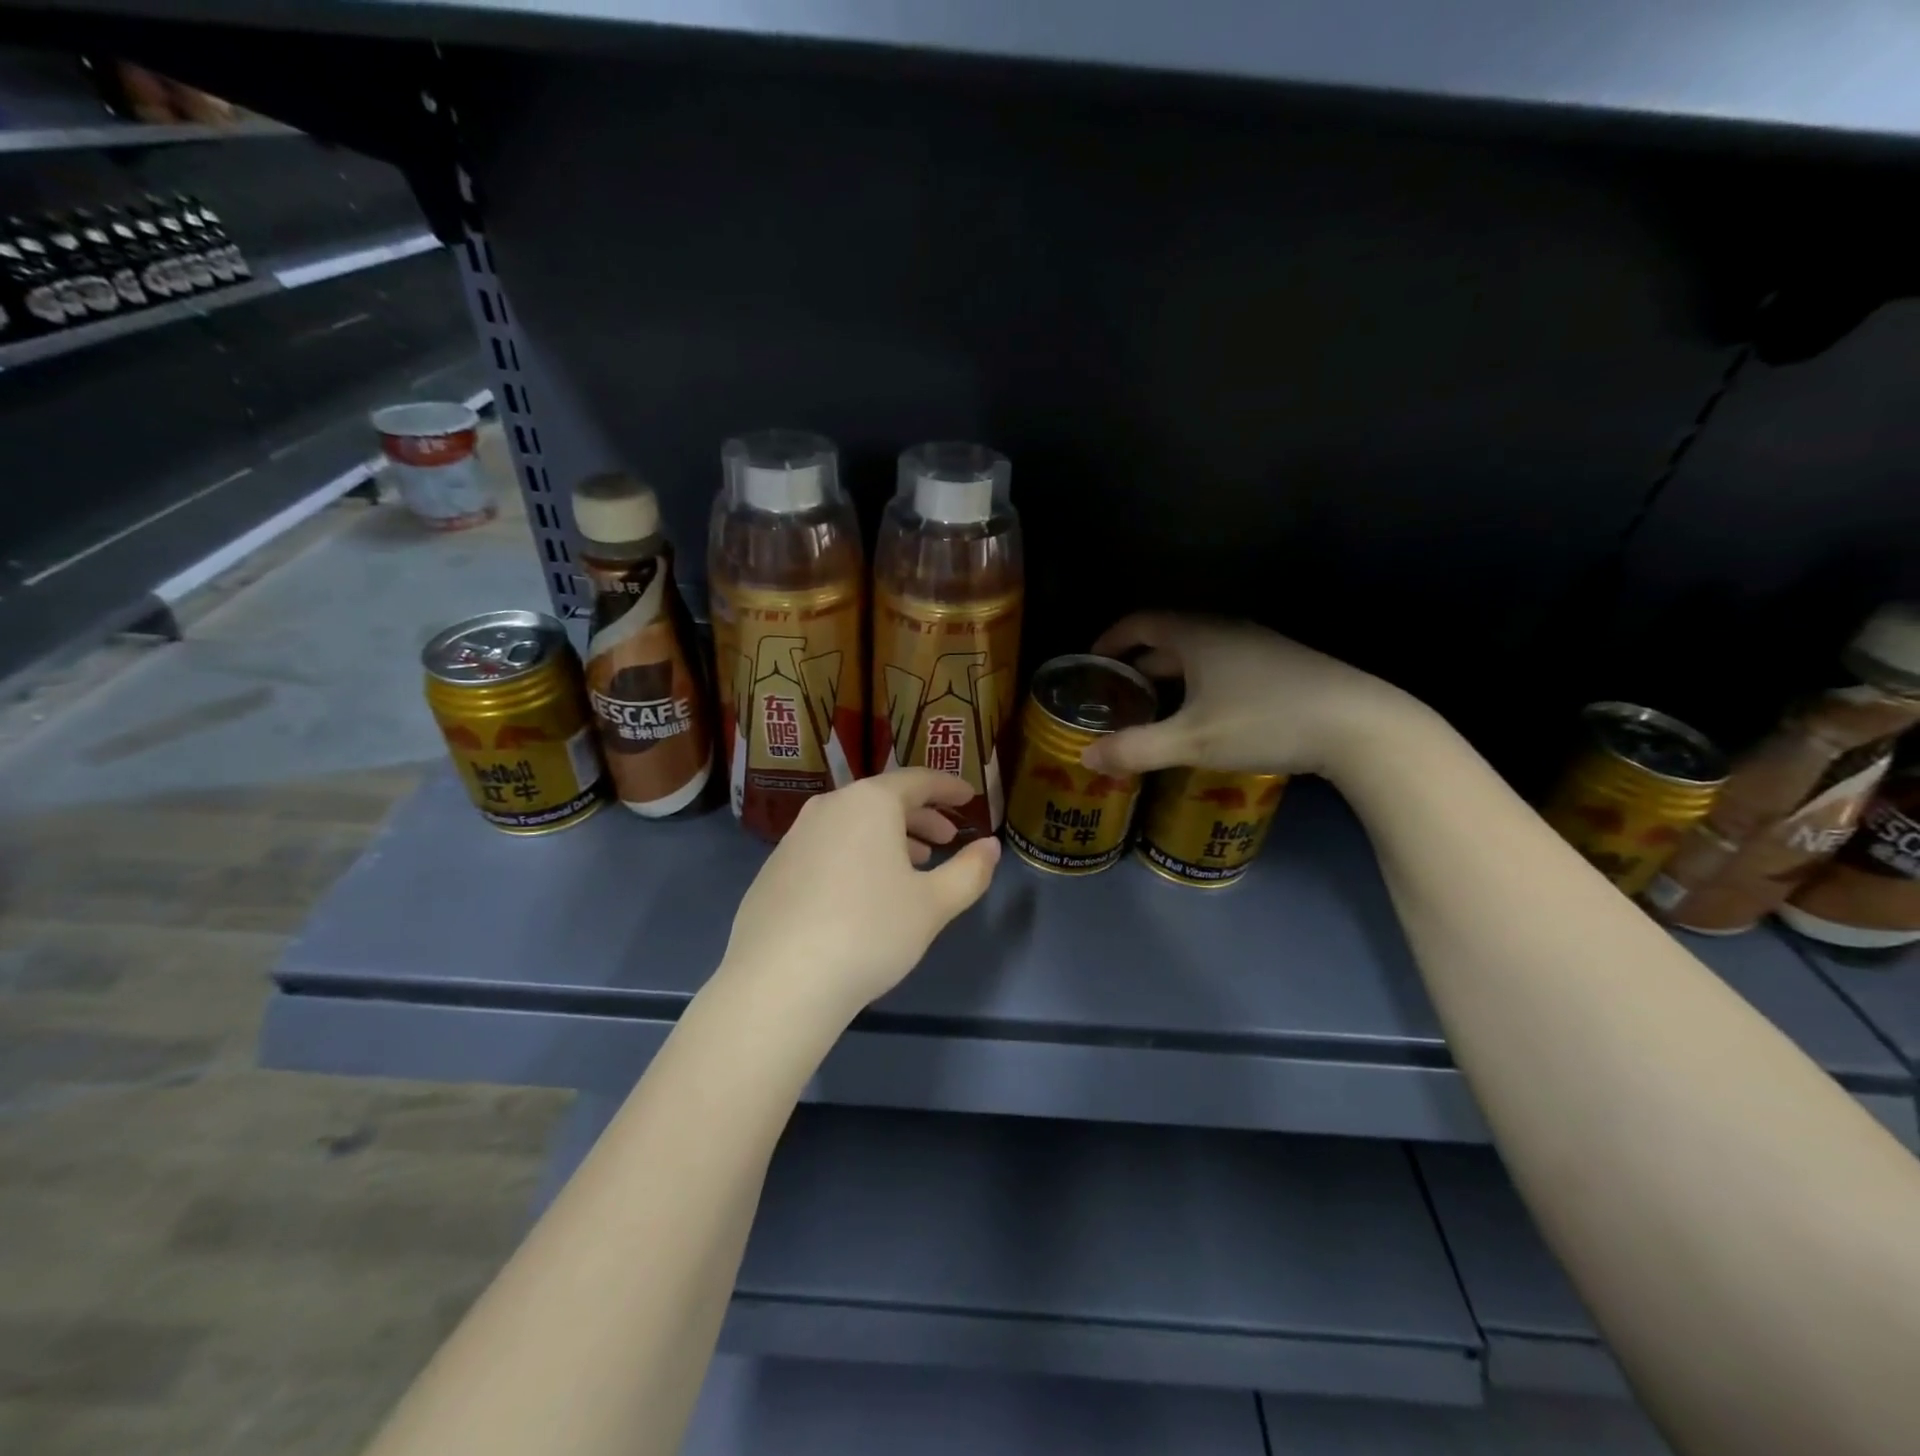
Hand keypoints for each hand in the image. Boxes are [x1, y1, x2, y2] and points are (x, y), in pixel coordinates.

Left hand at [719, 771, 1000, 1023]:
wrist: (779, 981)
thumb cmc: (869, 932)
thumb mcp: (933, 905)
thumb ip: (969, 871)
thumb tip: (990, 846)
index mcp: (869, 802)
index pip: (918, 780)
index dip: (948, 787)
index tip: (969, 796)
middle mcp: (829, 807)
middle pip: (883, 799)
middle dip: (920, 815)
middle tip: (947, 837)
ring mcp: (795, 837)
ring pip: (853, 823)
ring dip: (889, 837)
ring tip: (912, 865)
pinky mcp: (775, 869)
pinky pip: (828, 846)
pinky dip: (856, 855)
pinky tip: (865, 892)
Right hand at [1080, 613, 1415, 780]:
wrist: (1360, 726)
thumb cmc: (1265, 721)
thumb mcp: (1192, 741)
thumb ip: (1136, 749)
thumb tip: (1087, 757)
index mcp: (1197, 635)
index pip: (1139, 623)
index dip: (1109, 641)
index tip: (1091, 665)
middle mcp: (1225, 631)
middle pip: (1167, 640)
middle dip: (1137, 667)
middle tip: (1116, 699)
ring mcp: (1258, 647)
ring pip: (1198, 657)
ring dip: (1169, 679)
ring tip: (1153, 712)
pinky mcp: (1281, 668)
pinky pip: (1223, 669)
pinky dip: (1199, 687)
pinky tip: (1203, 720)